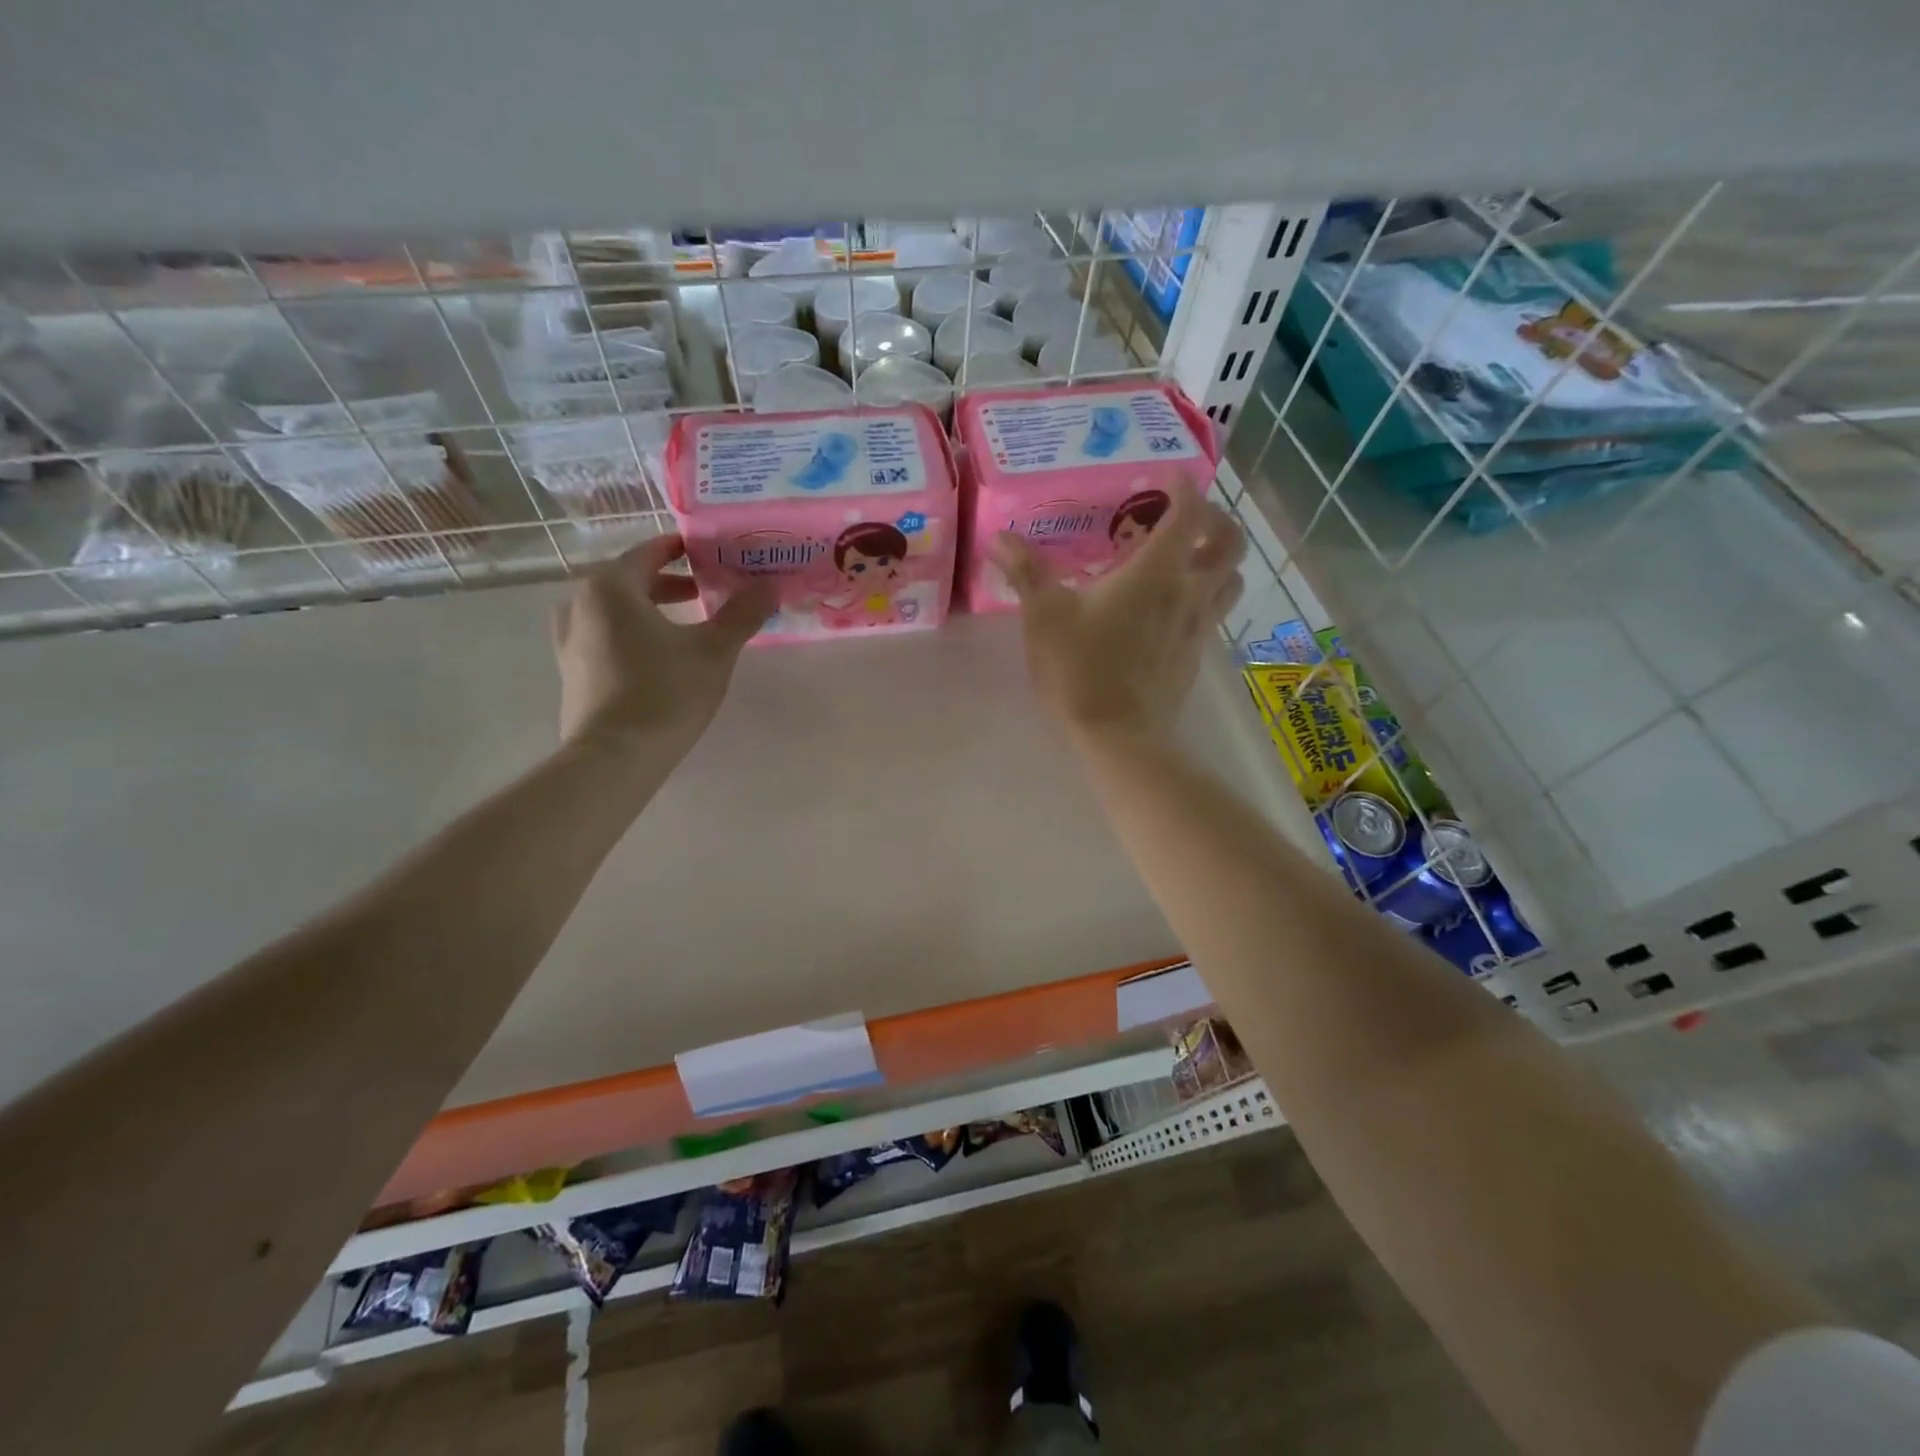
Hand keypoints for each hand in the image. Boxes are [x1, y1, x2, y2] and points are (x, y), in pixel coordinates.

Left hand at [552, 534, 774, 757]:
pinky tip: (658, 656)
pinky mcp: (571, 671)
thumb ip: (741, 614)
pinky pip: (604, 636)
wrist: (615, 758)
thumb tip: (767, 586)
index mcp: (610, 587)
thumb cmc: (665, 693)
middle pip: (629, 580)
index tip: (710, 554)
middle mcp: (580, 604)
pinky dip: (632, 634)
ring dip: (650, 609)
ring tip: (685, 624)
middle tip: (706, 591)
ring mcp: (570, 640)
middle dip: (670, 583)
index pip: (648, 552)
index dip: (681, 550)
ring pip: (615, 610)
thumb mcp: (714, 650)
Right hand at [992, 486, 1244, 743]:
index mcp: (1155, 573)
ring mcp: (1199, 627)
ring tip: (1187, 560)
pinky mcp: (1196, 656)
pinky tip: (1171, 608)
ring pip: (1231, 580)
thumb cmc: (1080, 669)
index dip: (1184, 488)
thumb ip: (1026, 572)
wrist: (1118, 736)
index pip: (1190, 514)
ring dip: (1218, 560)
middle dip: (1215, 520)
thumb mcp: (1044, 617)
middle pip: (1230, 543)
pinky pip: (1214, 613)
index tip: (1167, 480)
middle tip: (1185, 518)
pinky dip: (1203, 596)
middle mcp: (1189, 592)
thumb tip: (1000, 539)